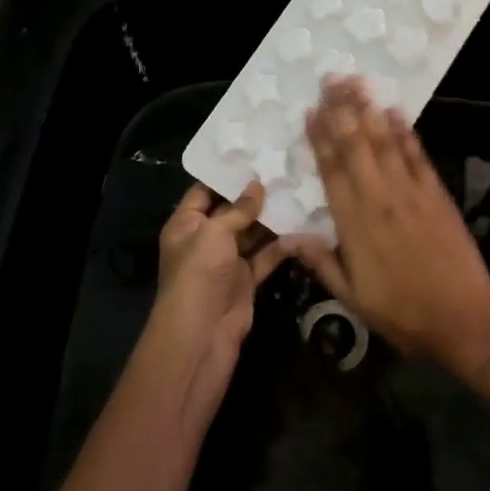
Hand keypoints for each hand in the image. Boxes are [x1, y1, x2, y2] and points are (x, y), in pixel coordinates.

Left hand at [145, 181, 286, 391]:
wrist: (201, 336)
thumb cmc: (199, 275)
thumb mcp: (214, 233)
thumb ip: (238, 208)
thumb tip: (257, 184)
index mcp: (186, 224)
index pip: (204, 191)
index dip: (227, 174)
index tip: (255, 154)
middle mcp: (205, 239)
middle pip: (232, 210)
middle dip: (256, 193)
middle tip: (286, 168)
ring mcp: (227, 261)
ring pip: (252, 232)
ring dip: (273, 217)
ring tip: (300, 190)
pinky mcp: (246, 280)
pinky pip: (266, 256)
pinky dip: (282, 245)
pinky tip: (303, 227)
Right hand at [292, 78, 489, 381]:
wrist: (465, 319)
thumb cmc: (403, 313)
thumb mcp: (352, 298)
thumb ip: (322, 263)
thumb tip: (290, 236)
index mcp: (355, 224)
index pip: (332, 171)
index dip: (320, 138)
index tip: (311, 110)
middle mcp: (381, 199)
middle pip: (357, 145)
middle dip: (343, 110)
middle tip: (332, 78)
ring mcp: (412, 192)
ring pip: (386, 142)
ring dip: (370, 110)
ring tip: (358, 82)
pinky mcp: (437, 193)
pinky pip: (417, 155)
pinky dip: (406, 131)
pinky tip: (395, 111)